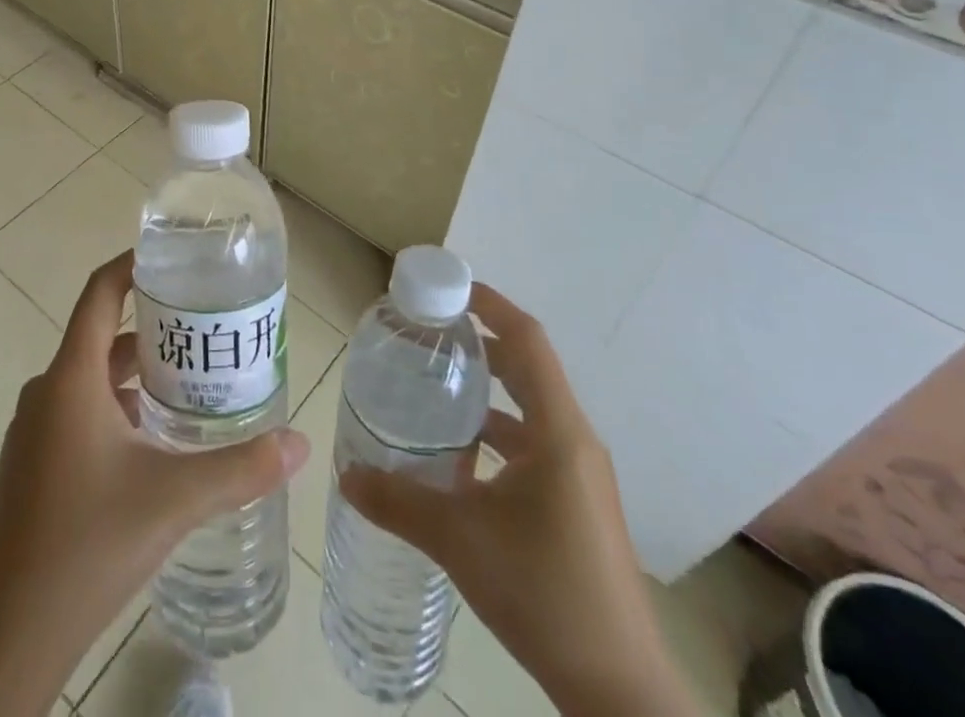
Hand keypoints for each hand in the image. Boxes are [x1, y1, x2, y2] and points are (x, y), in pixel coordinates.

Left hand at [0, 251, 308, 716]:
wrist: (13, 635)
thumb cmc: (89, 544)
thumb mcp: (174, 499)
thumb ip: (241, 468)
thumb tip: (299, 443)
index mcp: (72, 377)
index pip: (100, 293)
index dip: (132, 266)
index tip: (172, 259)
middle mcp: (47, 392)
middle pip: (103, 336)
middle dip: (154, 330)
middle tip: (204, 333)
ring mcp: (34, 431)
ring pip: (92, 379)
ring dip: (137, 376)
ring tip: (189, 387)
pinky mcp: (32, 465)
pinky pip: (78, 412)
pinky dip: (116, 409)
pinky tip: (151, 443)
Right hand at [339, 285, 696, 716]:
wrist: (618, 690)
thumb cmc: (544, 594)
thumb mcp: (459, 540)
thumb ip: (398, 501)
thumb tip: (346, 474)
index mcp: (558, 432)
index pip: (528, 340)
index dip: (491, 304)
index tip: (449, 287)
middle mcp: (575, 441)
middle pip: (528, 367)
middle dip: (480, 342)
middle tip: (429, 333)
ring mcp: (580, 475)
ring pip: (530, 408)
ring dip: (487, 390)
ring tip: (435, 385)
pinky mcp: (577, 503)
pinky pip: (534, 444)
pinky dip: (497, 432)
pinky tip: (458, 455)